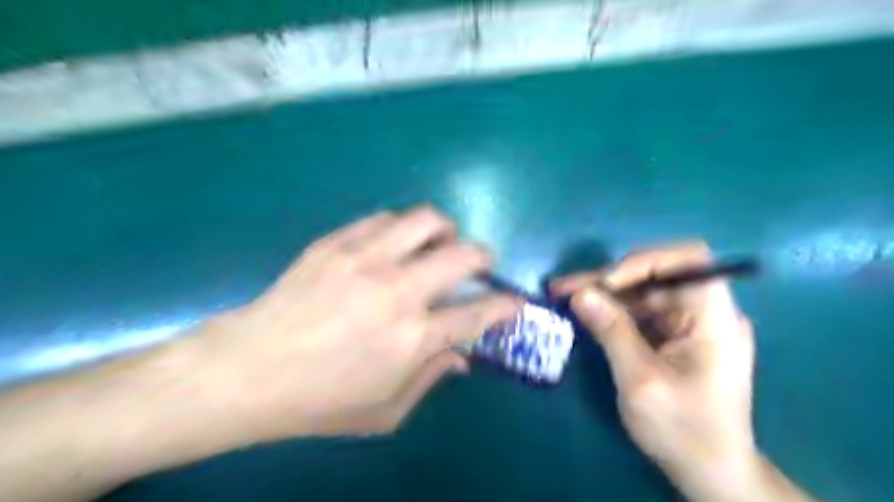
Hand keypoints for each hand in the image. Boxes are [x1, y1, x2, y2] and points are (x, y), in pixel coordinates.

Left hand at [198, 206, 520, 437]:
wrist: (248, 370)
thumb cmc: (320, 401)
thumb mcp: (385, 411)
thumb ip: (431, 380)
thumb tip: (461, 356)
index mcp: (412, 338)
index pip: (478, 313)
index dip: (505, 305)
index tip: (514, 301)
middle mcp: (397, 291)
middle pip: (462, 254)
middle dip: (484, 256)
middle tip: (479, 265)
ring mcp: (364, 259)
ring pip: (425, 221)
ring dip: (444, 231)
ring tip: (438, 244)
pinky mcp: (336, 242)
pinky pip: (384, 219)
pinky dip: (402, 228)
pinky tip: (394, 243)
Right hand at [548, 243, 756, 494]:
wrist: (709, 472)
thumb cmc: (683, 430)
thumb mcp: (641, 381)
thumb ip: (611, 331)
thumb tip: (580, 294)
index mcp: (714, 319)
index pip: (689, 261)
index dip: (645, 260)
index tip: (607, 282)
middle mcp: (704, 312)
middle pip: (655, 275)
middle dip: (608, 279)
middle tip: (565, 288)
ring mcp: (688, 323)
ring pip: (641, 291)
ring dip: (603, 293)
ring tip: (564, 295)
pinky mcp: (673, 335)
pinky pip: (640, 310)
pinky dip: (610, 309)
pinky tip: (584, 311)